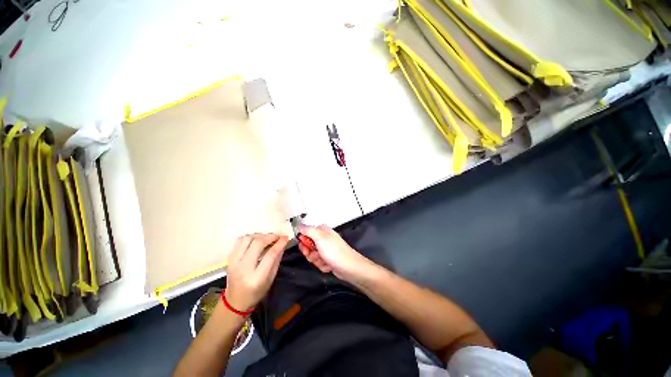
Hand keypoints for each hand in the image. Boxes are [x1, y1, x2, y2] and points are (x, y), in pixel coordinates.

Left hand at [225, 234, 287, 311]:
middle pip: (257, 244)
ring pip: (247, 239)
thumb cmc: (256, 292)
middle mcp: (243, 268)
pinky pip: (239, 241)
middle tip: (277, 236)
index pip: (270, 255)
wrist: (235, 301)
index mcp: (256, 278)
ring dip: (260, 235)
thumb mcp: (271, 279)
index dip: (279, 244)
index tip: (286, 238)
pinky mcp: (229, 259)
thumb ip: (277, 260)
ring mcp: (234, 263)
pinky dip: (250, 237)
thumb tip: (283, 243)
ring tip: (267, 238)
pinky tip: (256, 240)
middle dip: (270, 236)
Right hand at [298, 225, 373, 280]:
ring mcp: (326, 250)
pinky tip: (328, 265)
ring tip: (325, 260)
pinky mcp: (328, 259)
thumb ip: (308, 230)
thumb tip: (300, 226)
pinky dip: (322, 265)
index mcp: (322, 231)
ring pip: (312, 256)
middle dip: (311, 253)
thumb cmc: (336, 252)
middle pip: (308, 246)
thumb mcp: (320, 238)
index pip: (307, 233)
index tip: (305, 246)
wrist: (348, 267)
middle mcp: (324, 239)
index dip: (304, 241)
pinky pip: (318, 262)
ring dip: (317, 260)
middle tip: (316, 255)